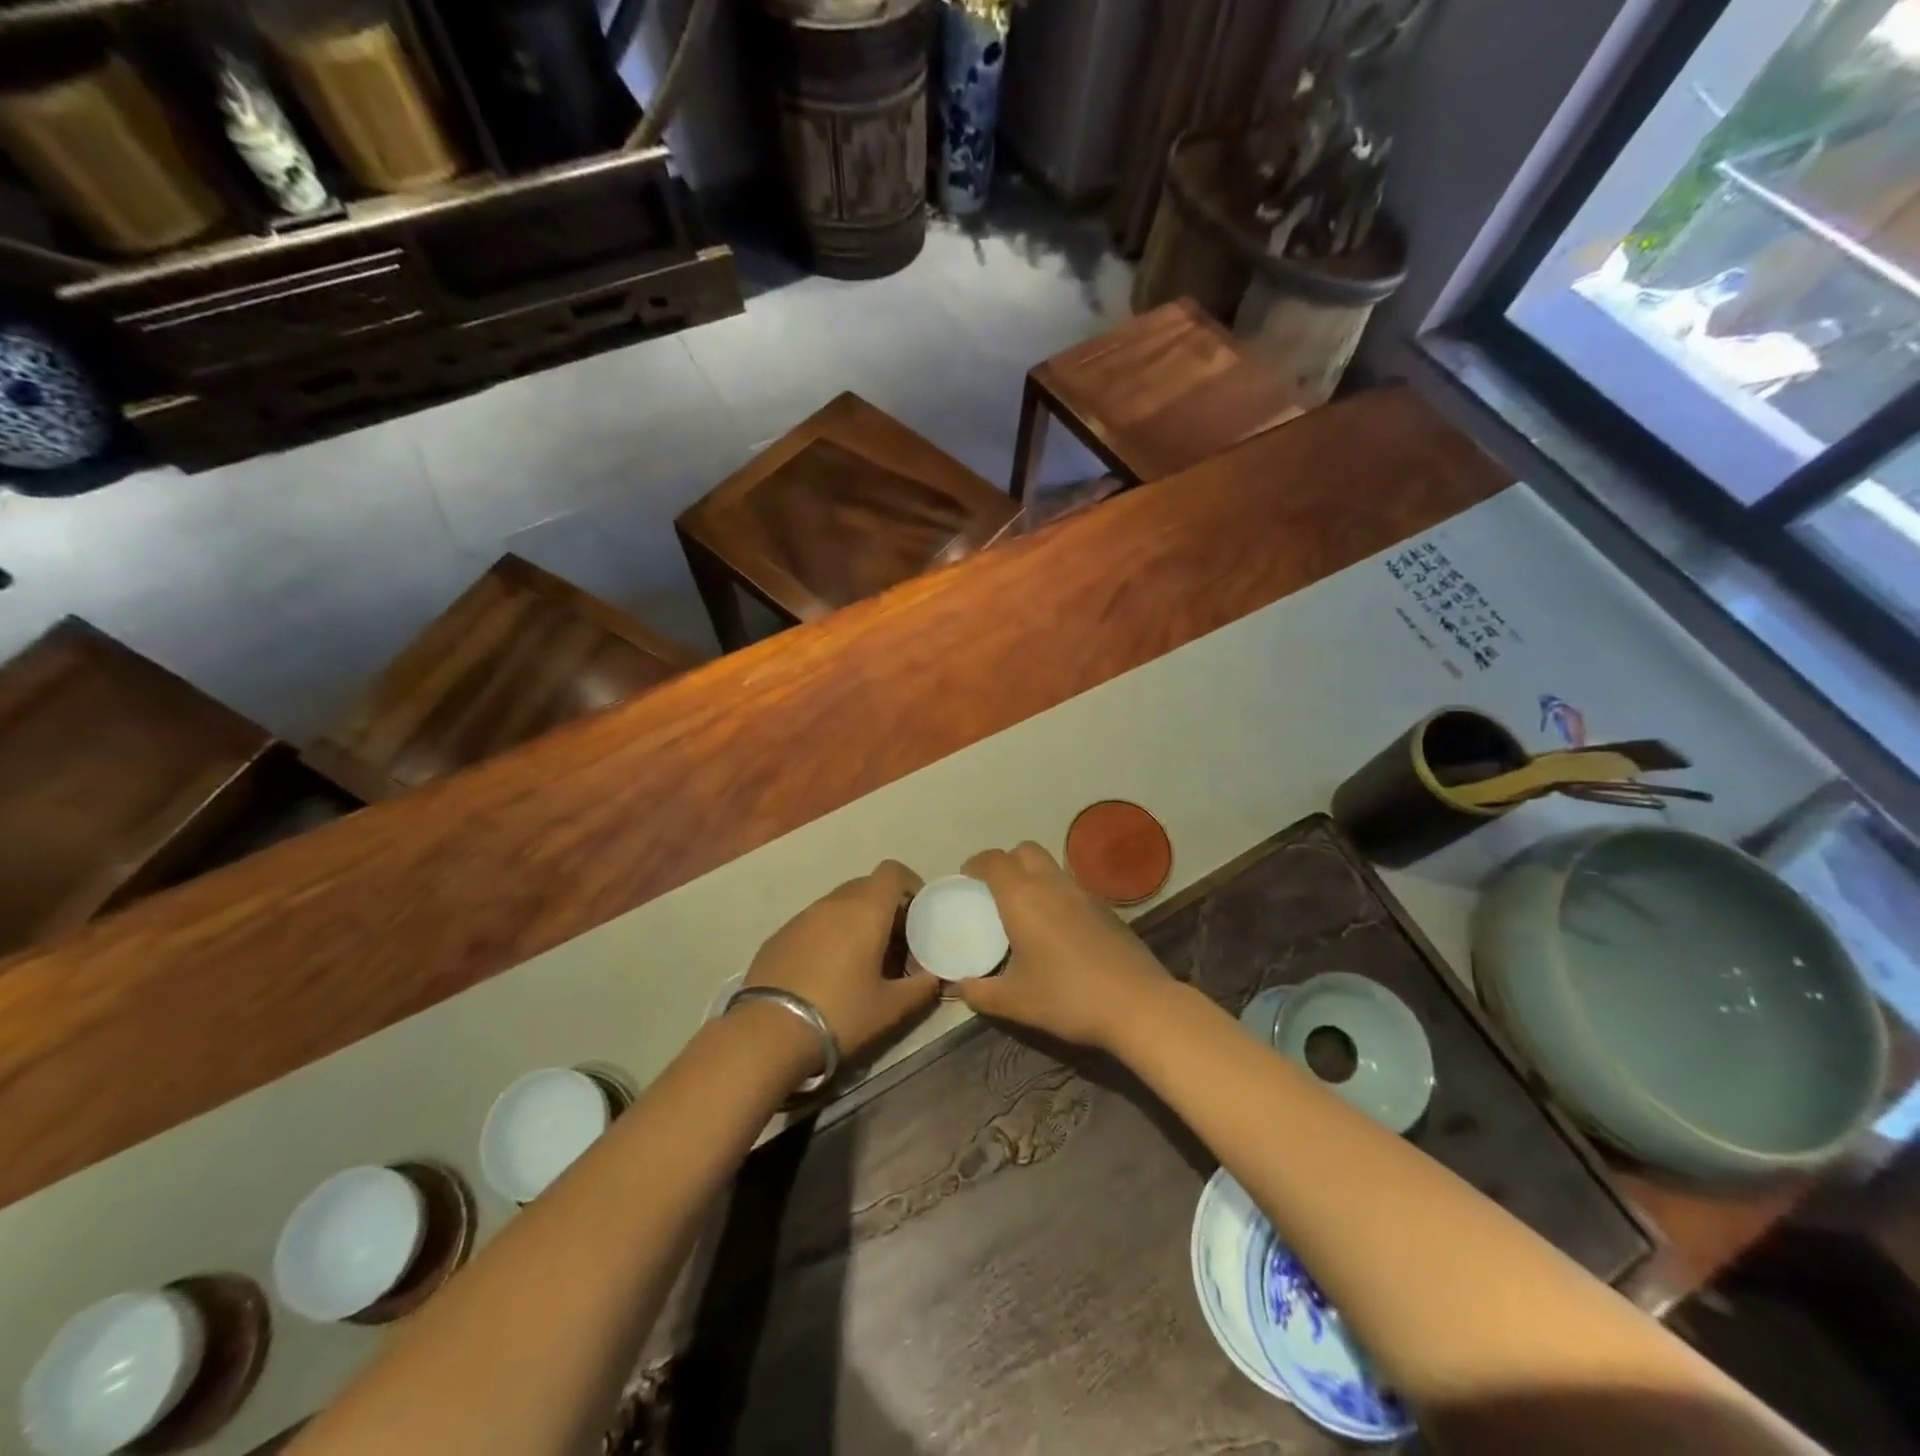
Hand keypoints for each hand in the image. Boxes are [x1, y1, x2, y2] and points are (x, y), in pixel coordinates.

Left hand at [744, 860, 939, 1065]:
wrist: (768, 1033)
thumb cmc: (840, 1013)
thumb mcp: (890, 1009)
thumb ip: (921, 988)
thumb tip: (934, 978)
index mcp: (865, 910)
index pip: (892, 871)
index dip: (910, 885)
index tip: (918, 913)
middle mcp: (833, 903)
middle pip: (866, 887)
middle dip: (885, 907)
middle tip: (895, 943)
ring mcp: (801, 917)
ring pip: (838, 905)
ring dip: (855, 922)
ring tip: (861, 961)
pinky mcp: (778, 936)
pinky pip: (814, 923)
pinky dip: (828, 935)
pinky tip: (826, 973)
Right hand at [956, 843, 1170, 1051]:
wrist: (1137, 1004)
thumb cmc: (1067, 997)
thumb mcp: (1015, 1001)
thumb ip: (981, 993)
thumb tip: (960, 987)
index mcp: (1023, 898)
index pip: (994, 861)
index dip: (976, 864)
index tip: (966, 878)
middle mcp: (1052, 885)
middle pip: (1025, 851)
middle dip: (1006, 862)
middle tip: (994, 889)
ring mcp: (1083, 893)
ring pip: (1051, 866)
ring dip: (1033, 875)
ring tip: (1024, 908)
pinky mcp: (1106, 908)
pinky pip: (1071, 887)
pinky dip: (1056, 894)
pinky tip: (1056, 927)